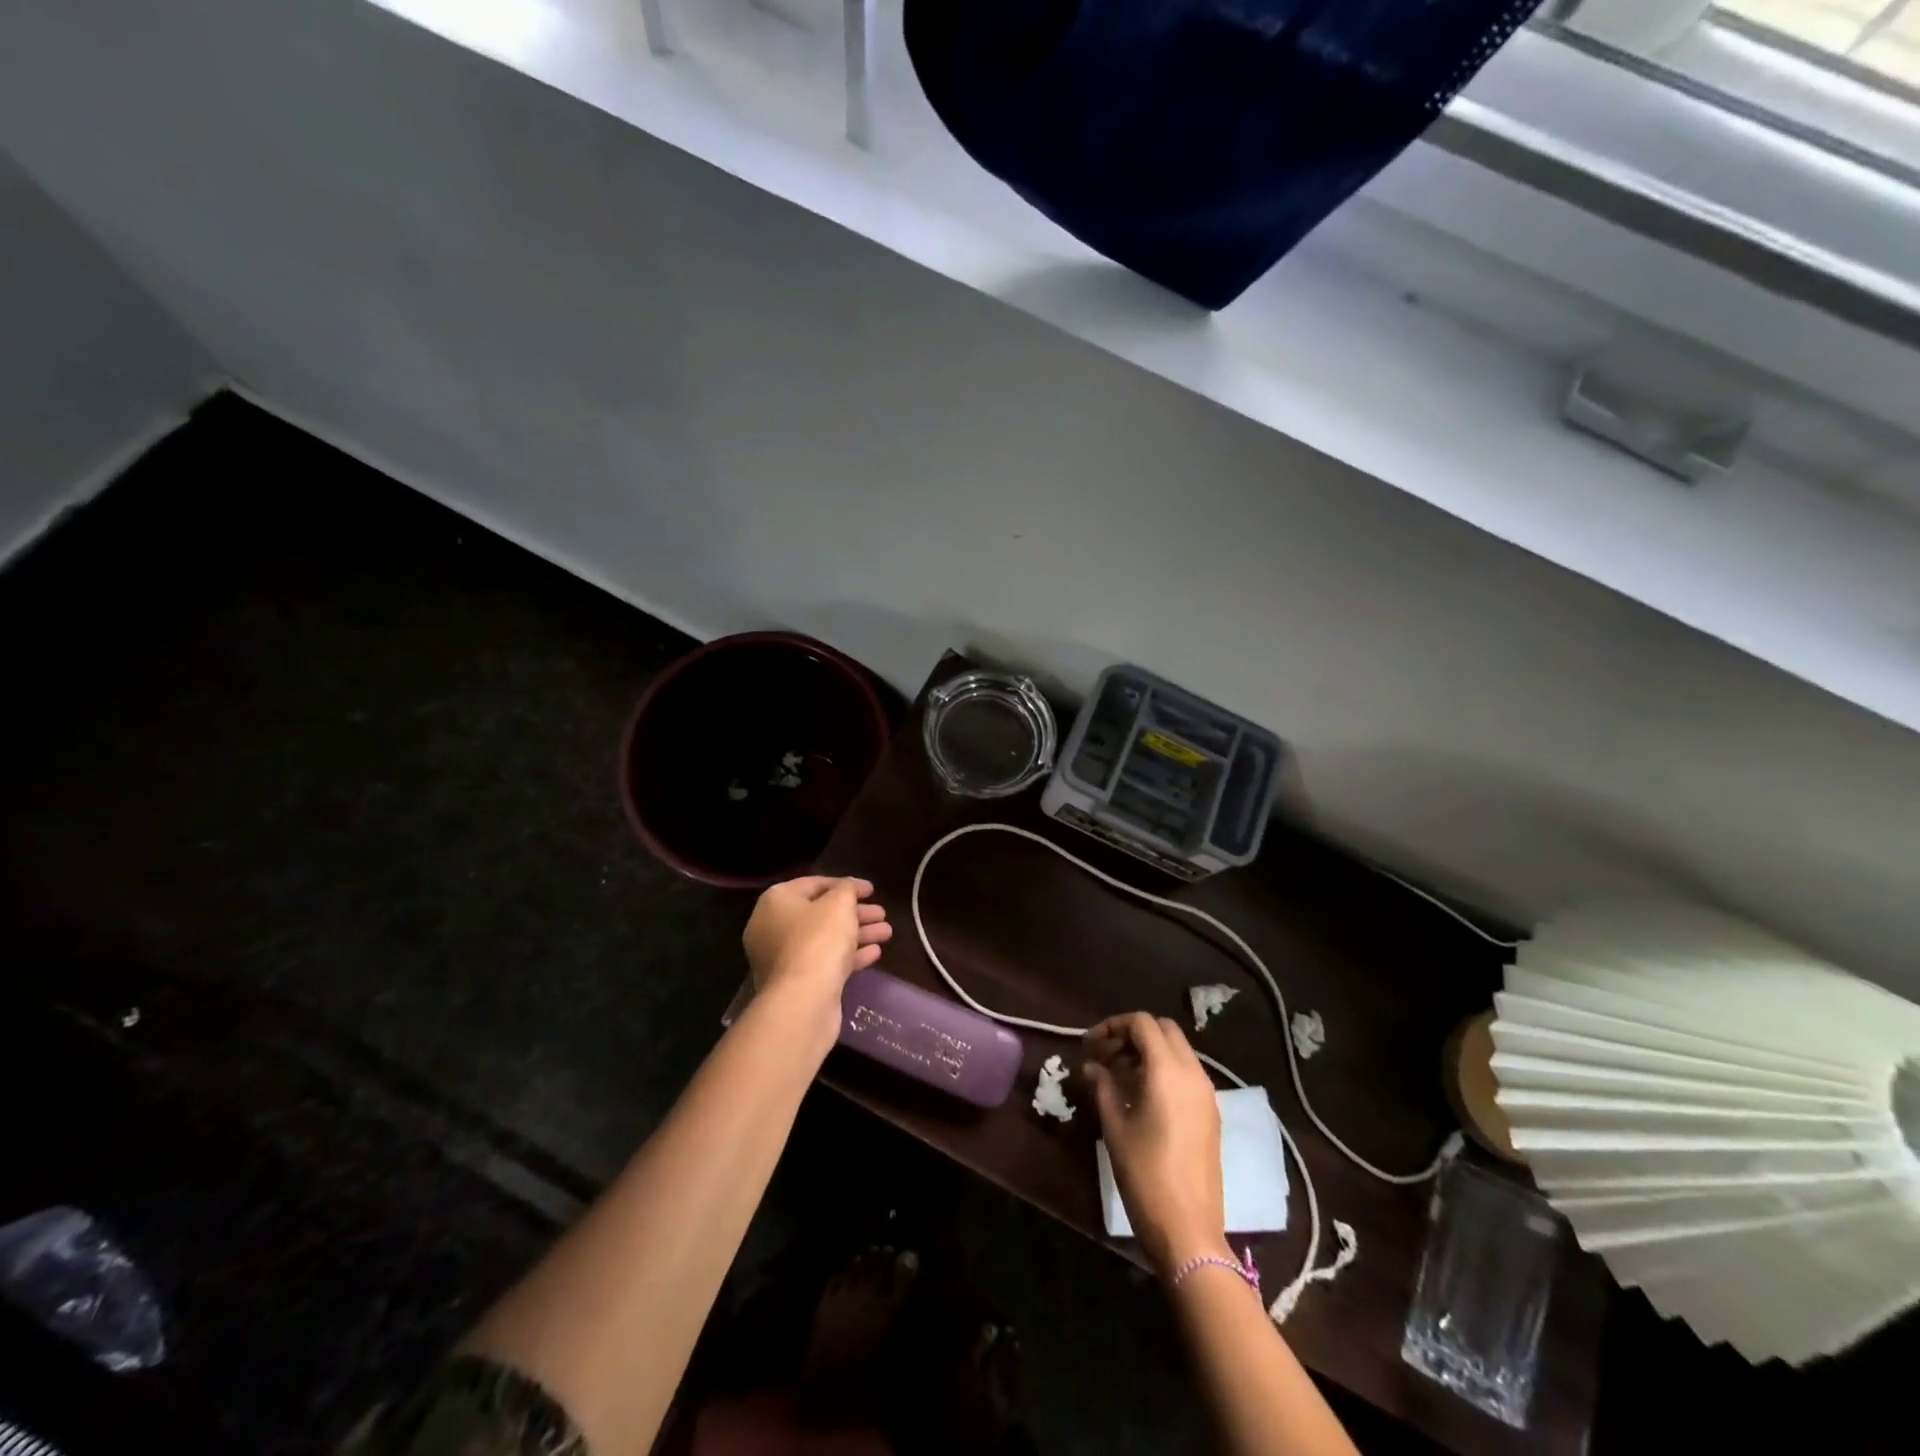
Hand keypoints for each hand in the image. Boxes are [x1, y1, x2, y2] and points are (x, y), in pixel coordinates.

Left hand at [743, 876, 891, 1023]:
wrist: (803, 1001)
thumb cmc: (819, 940)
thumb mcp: (839, 904)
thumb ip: (847, 889)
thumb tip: (849, 888)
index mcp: (776, 901)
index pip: (814, 884)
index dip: (845, 884)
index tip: (871, 889)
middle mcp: (773, 927)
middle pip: (820, 913)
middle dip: (855, 912)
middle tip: (882, 913)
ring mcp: (782, 958)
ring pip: (825, 939)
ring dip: (857, 933)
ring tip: (887, 933)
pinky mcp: (796, 982)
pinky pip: (825, 961)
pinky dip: (848, 955)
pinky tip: (875, 954)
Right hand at [1084, 1012, 1227, 1277]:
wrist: (1189, 1229)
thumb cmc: (1145, 1174)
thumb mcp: (1115, 1127)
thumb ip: (1102, 1086)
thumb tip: (1091, 1066)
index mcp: (1168, 1070)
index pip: (1142, 1023)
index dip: (1113, 1026)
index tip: (1090, 1046)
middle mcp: (1193, 1073)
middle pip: (1163, 1030)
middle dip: (1132, 1034)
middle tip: (1106, 1056)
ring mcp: (1206, 1093)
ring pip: (1177, 1050)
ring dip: (1149, 1051)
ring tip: (1119, 1076)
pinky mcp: (1211, 1112)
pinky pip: (1186, 1073)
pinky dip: (1164, 1069)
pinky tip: (1142, 1096)